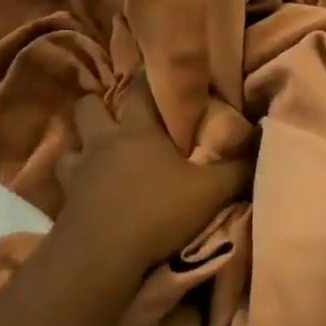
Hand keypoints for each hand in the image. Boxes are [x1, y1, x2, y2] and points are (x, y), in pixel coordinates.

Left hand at [50, 74, 251, 277]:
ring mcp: (78, 172)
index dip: (146, 76)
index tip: (152, 67)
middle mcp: (103, 142)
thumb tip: (262, 140)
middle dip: (98, 105)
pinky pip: (62, 185)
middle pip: (89, 107)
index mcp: (137, 130)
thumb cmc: (157, 211)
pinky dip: (72, 185)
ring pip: (69, 145)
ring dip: (80, 147)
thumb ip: (237, 167)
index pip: (138, 88)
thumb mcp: (210, 191)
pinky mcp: (63, 204)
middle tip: (117, 115)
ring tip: (95, 155)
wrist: (101, 257)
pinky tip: (84, 193)